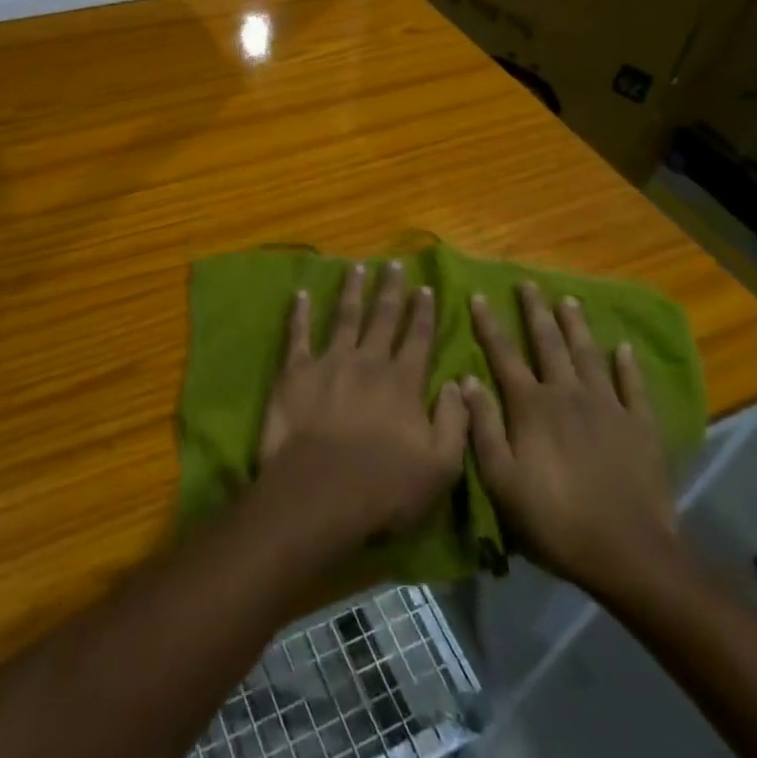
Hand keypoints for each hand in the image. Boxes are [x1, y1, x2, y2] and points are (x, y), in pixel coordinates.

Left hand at [257, 260, 468, 546]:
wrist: (319, 493)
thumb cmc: (384, 488)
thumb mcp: (440, 466)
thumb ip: (455, 421)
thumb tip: (460, 383)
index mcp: (403, 382)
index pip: (418, 338)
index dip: (423, 312)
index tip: (425, 287)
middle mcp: (369, 362)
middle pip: (382, 318)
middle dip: (390, 289)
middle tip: (393, 264)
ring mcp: (330, 362)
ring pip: (344, 317)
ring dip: (352, 290)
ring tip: (356, 267)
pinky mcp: (296, 372)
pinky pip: (298, 335)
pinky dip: (299, 313)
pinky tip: (301, 293)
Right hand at [461, 283, 681, 601]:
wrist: (627, 552)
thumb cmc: (553, 519)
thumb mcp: (501, 479)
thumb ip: (482, 427)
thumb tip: (466, 381)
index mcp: (531, 406)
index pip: (504, 355)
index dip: (489, 324)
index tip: (479, 296)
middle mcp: (567, 394)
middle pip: (548, 343)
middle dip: (535, 311)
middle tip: (528, 283)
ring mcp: (608, 406)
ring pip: (588, 354)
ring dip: (575, 325)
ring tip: (568, 300)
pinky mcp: (641, 426)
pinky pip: (633, 386)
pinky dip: (627, 364)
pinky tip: (622, 347)